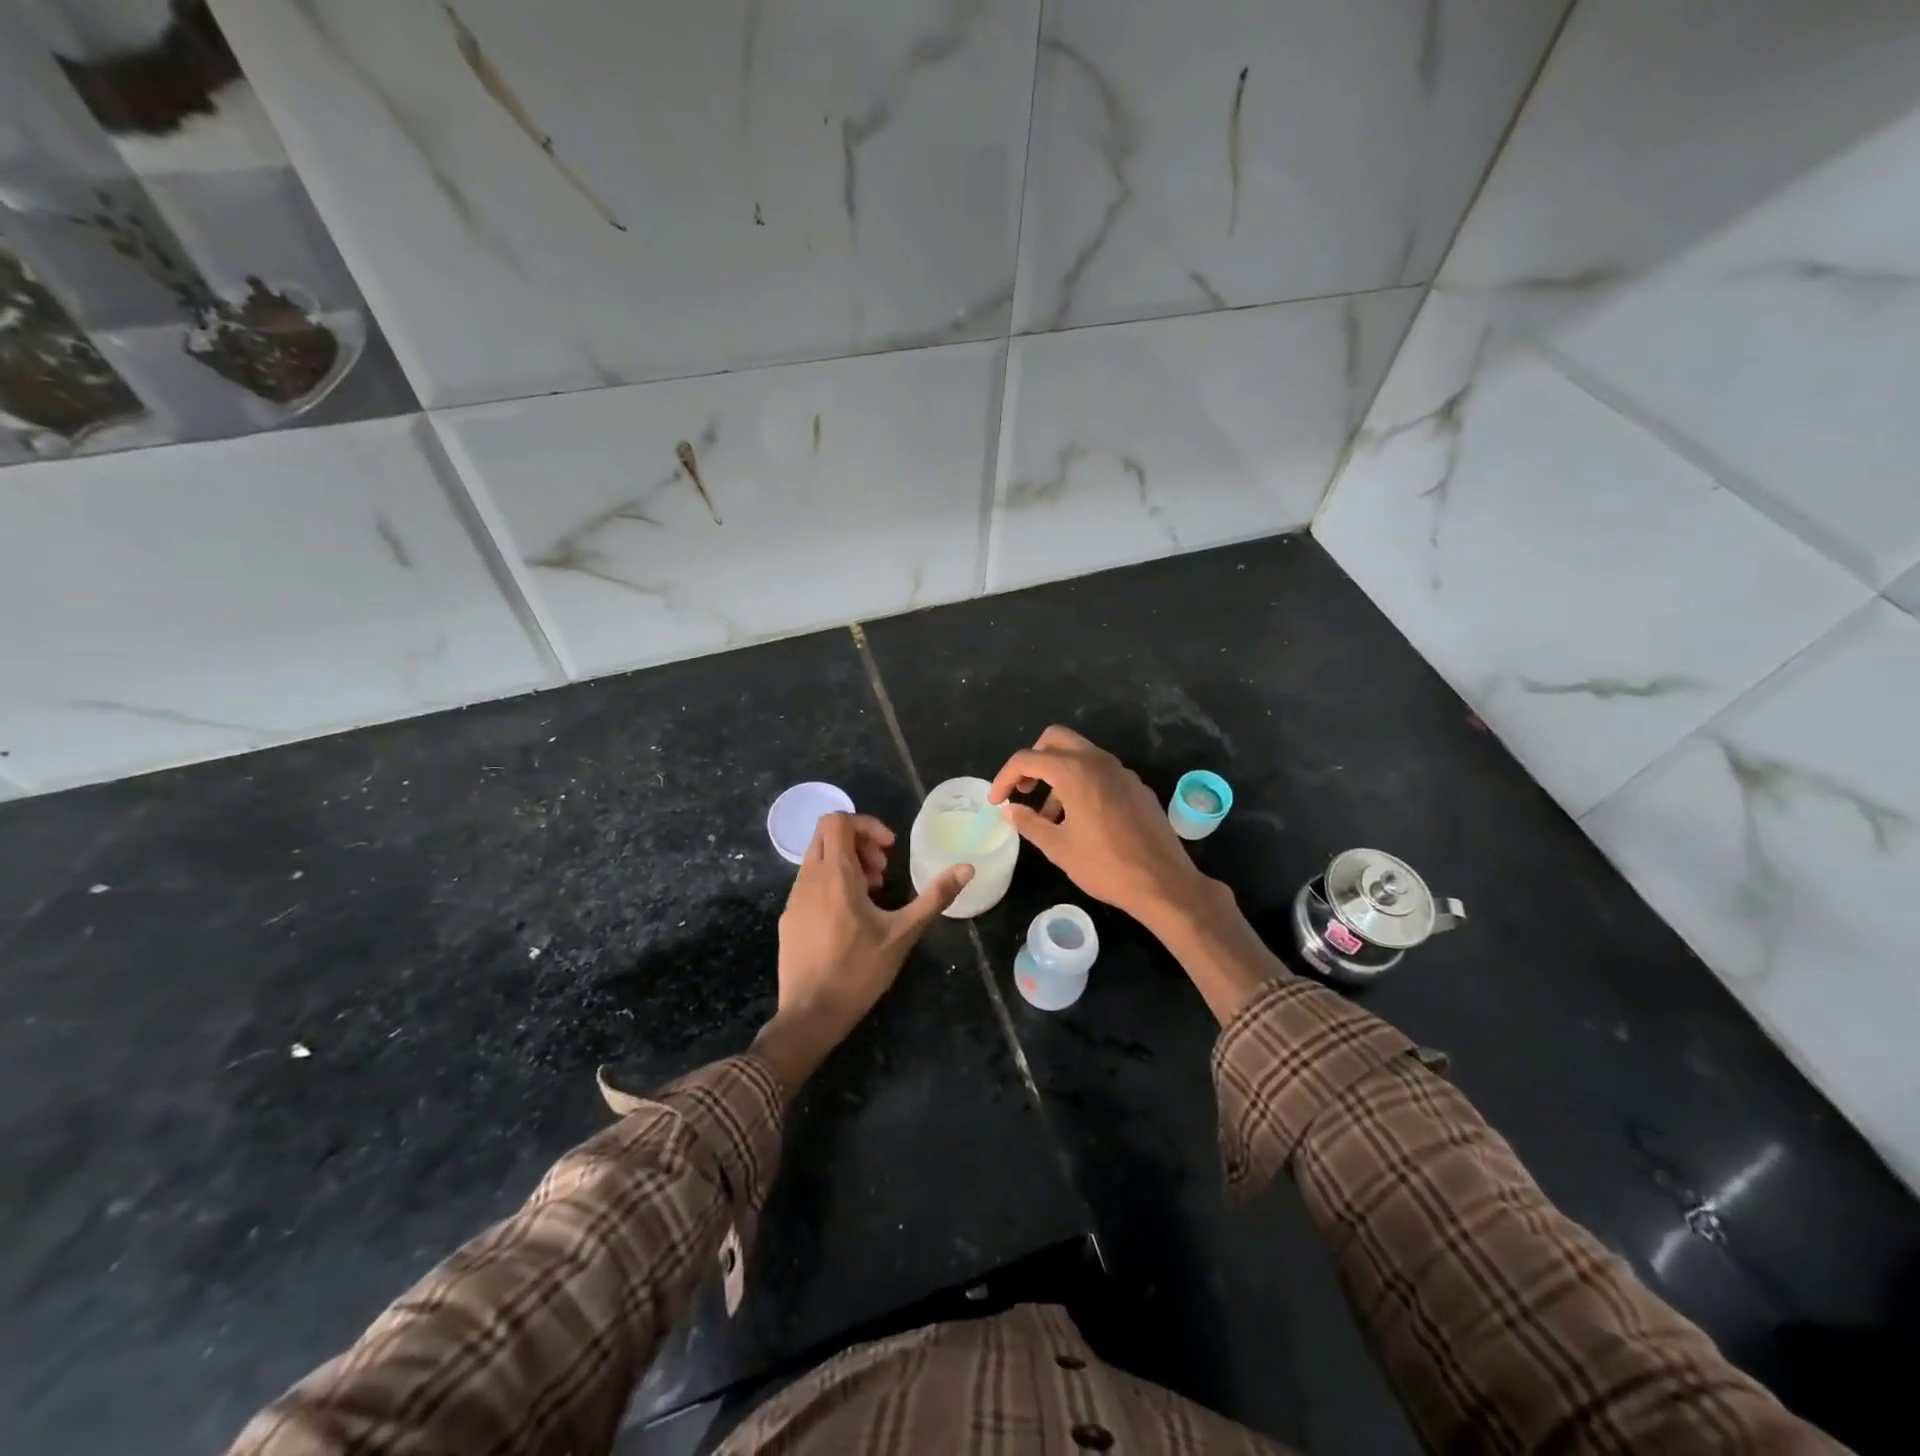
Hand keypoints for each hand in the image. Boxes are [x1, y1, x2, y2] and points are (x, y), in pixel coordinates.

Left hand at [752, 812, 972, 1092]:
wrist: (809, 1015)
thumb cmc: (858, 971)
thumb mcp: (903, 933)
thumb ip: (935, 897)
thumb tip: (967, 868)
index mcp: (835, 874)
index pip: (838, 820)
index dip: (866, 824)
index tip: (889, 849)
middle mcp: (808, 878)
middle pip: (826, 834)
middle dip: (857, 841)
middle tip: (882, 869)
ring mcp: (793, 898)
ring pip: (817, 859)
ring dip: (846, 863)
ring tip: (871, 894)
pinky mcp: (788, 918)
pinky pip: (809, 883)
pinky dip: (831, 883)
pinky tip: (850, 917)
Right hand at [989, 725, 1209, 927]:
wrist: (1163, 882)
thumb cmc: (1105, 866)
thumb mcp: (1058, 848)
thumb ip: (1029, 823)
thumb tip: (1009, 809)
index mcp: (1074, 772)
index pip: (1028, 759)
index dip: (1005, 777)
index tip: (997, 801)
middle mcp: (1098, 761)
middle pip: (1055, 740)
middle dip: (1033, 760)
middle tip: (1023, 789)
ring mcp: (1121, 771)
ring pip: (1080, 754)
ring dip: (1058, 773)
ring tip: (1050, 815)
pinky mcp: (1136, 786)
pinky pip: (1100, 771)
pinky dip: (1081, 782)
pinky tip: (1081, 818)